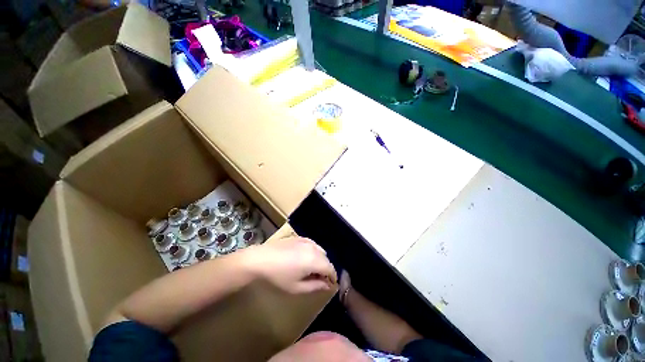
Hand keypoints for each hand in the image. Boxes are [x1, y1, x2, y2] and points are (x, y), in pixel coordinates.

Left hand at [242, 237, 336, 293]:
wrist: (260, 260)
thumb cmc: (278, 277)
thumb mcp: (297, 287)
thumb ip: (316, 286)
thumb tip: (328, 285)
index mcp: (315, 260)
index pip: (331, 268)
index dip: (333, 277)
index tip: (331, 285)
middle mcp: (313, 248)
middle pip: (326, 258)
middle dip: (326, 268)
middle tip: (320, 279)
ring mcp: (306, 240)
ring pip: (320, 250)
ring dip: (320, 259)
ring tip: (312, 269)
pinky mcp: (299, 237)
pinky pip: (312, 244)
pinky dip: (313, 251)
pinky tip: (305, 257)